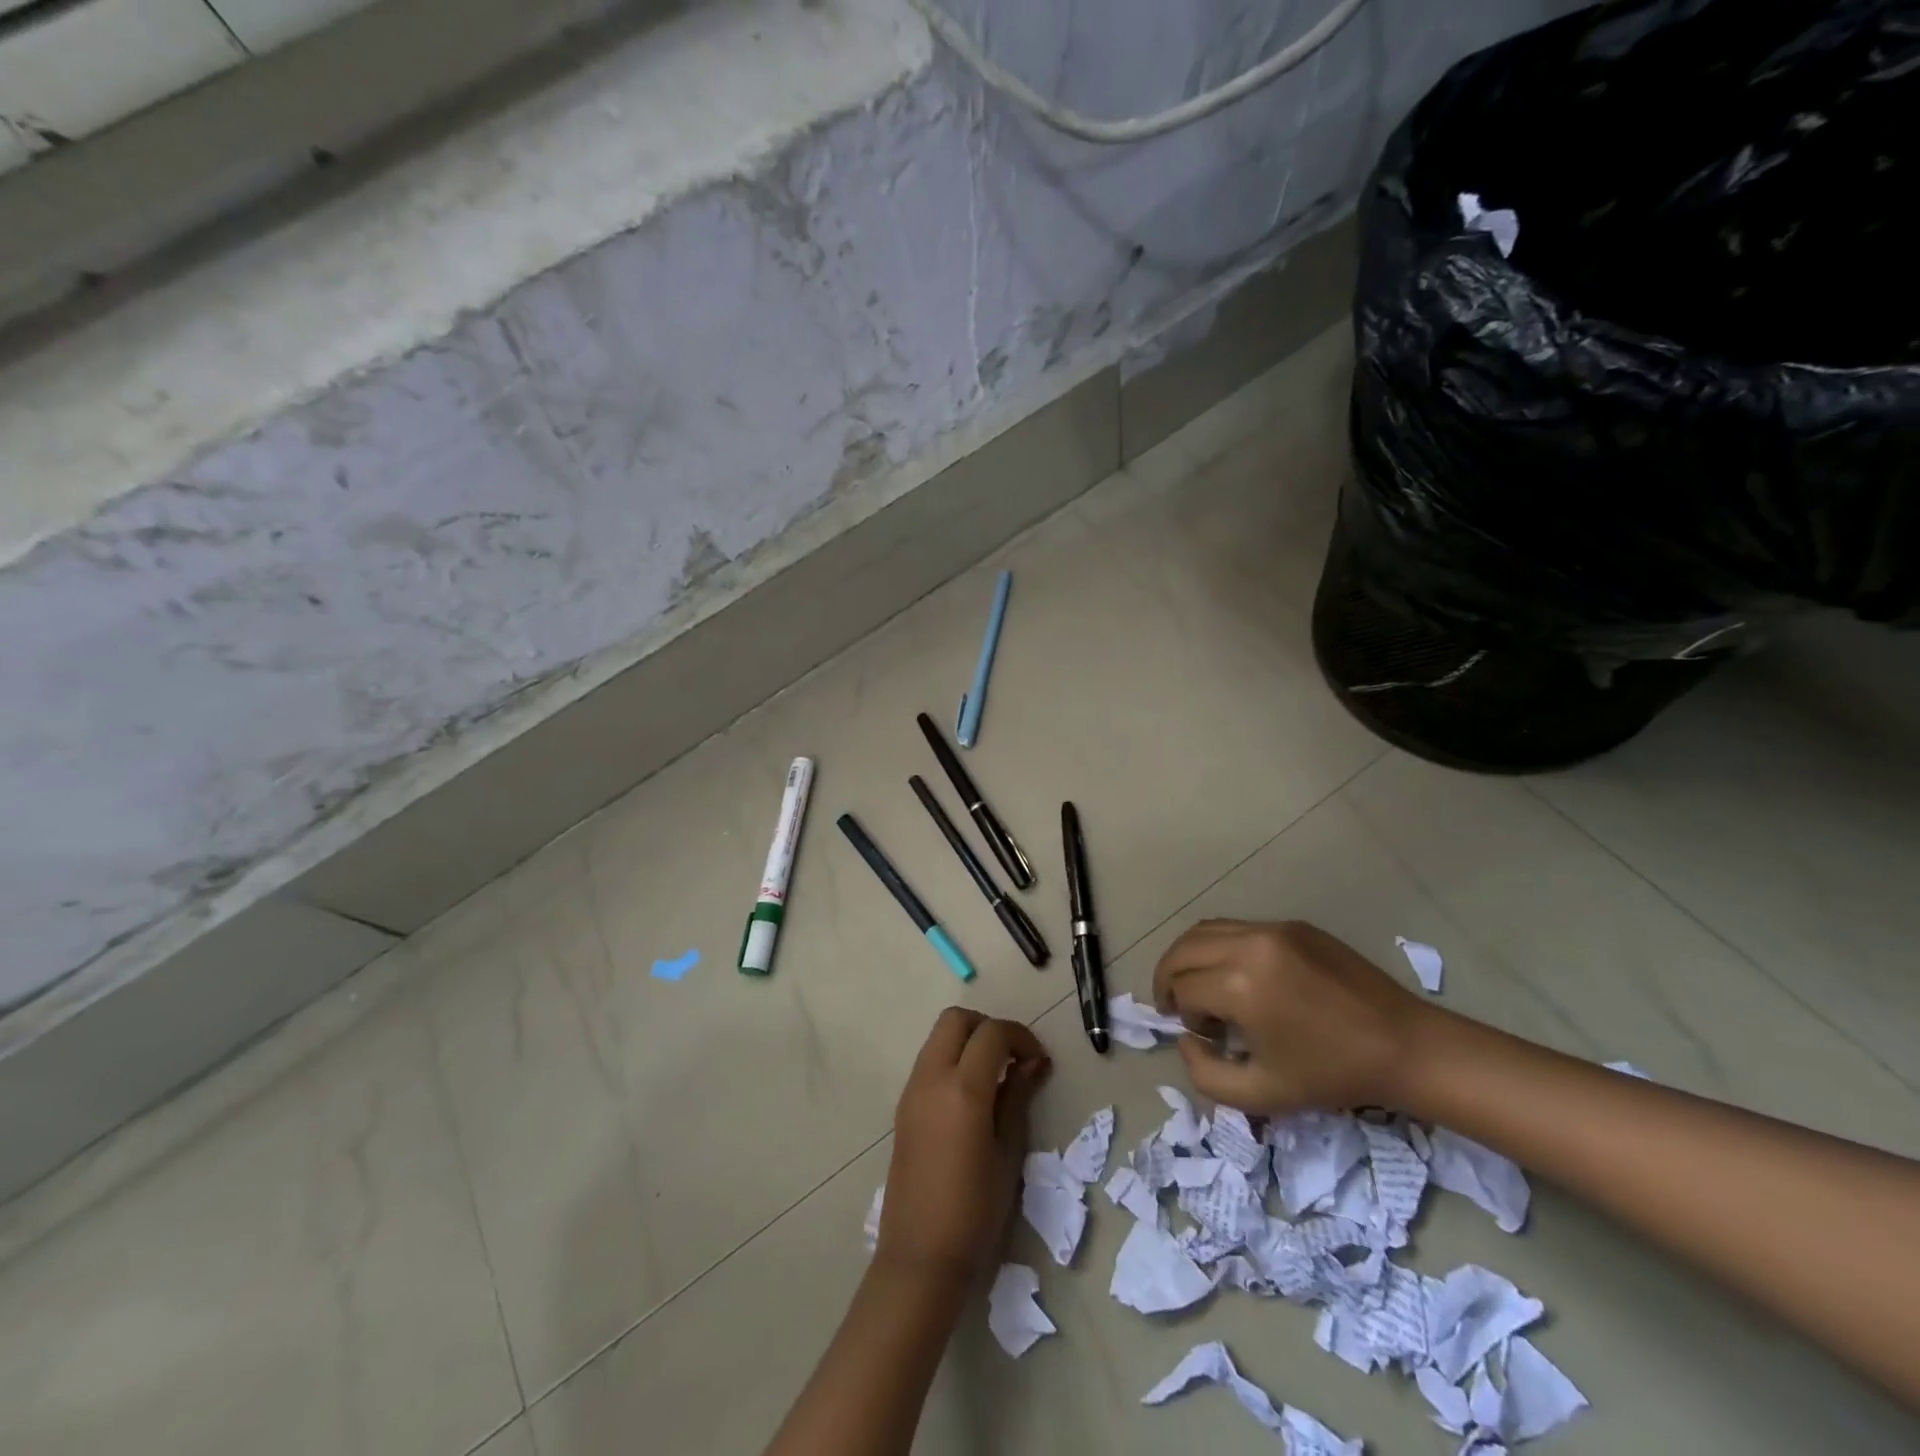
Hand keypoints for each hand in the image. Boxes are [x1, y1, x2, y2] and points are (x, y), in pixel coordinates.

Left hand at [875, 1008, 1050, 1284]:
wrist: (920, 1258)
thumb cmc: (975, 1212)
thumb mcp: (1008, 1153)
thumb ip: (1018, 1098)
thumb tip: (1033, 1063)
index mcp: (962, 1089)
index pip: (992, 1034)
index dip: (1020, 1037)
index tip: (1039, 1061)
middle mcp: (931, 1078)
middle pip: (956, 1020)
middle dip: (988, 1027)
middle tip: (1013, 1057)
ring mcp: (912, 1090)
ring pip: (938, 1036)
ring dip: (968, 1040)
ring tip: (996, 1075)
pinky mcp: (903, 1106)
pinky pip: (929, 1061)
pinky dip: (952, 1059)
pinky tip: (973, 1095)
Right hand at [1152, 919, 1427, 1113]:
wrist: (1404, 1046)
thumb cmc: (1332, 1074)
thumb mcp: (1262, 1094)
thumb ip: (1204, 1075)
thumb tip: (1186, 1039)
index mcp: (1240, 985)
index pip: (1182, 988)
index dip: (1181, 1014)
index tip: (1205, 1037)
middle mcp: (1249, 945)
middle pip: (1183, 950)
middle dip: (1168, 977)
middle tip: (1174, 1004)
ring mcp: (1272, 929)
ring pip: (1205, 930)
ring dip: (1189, 957)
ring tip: (1196, 985)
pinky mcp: (1292, 925)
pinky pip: (1238, 928)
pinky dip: (1220, 947)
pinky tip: (1237, 975)